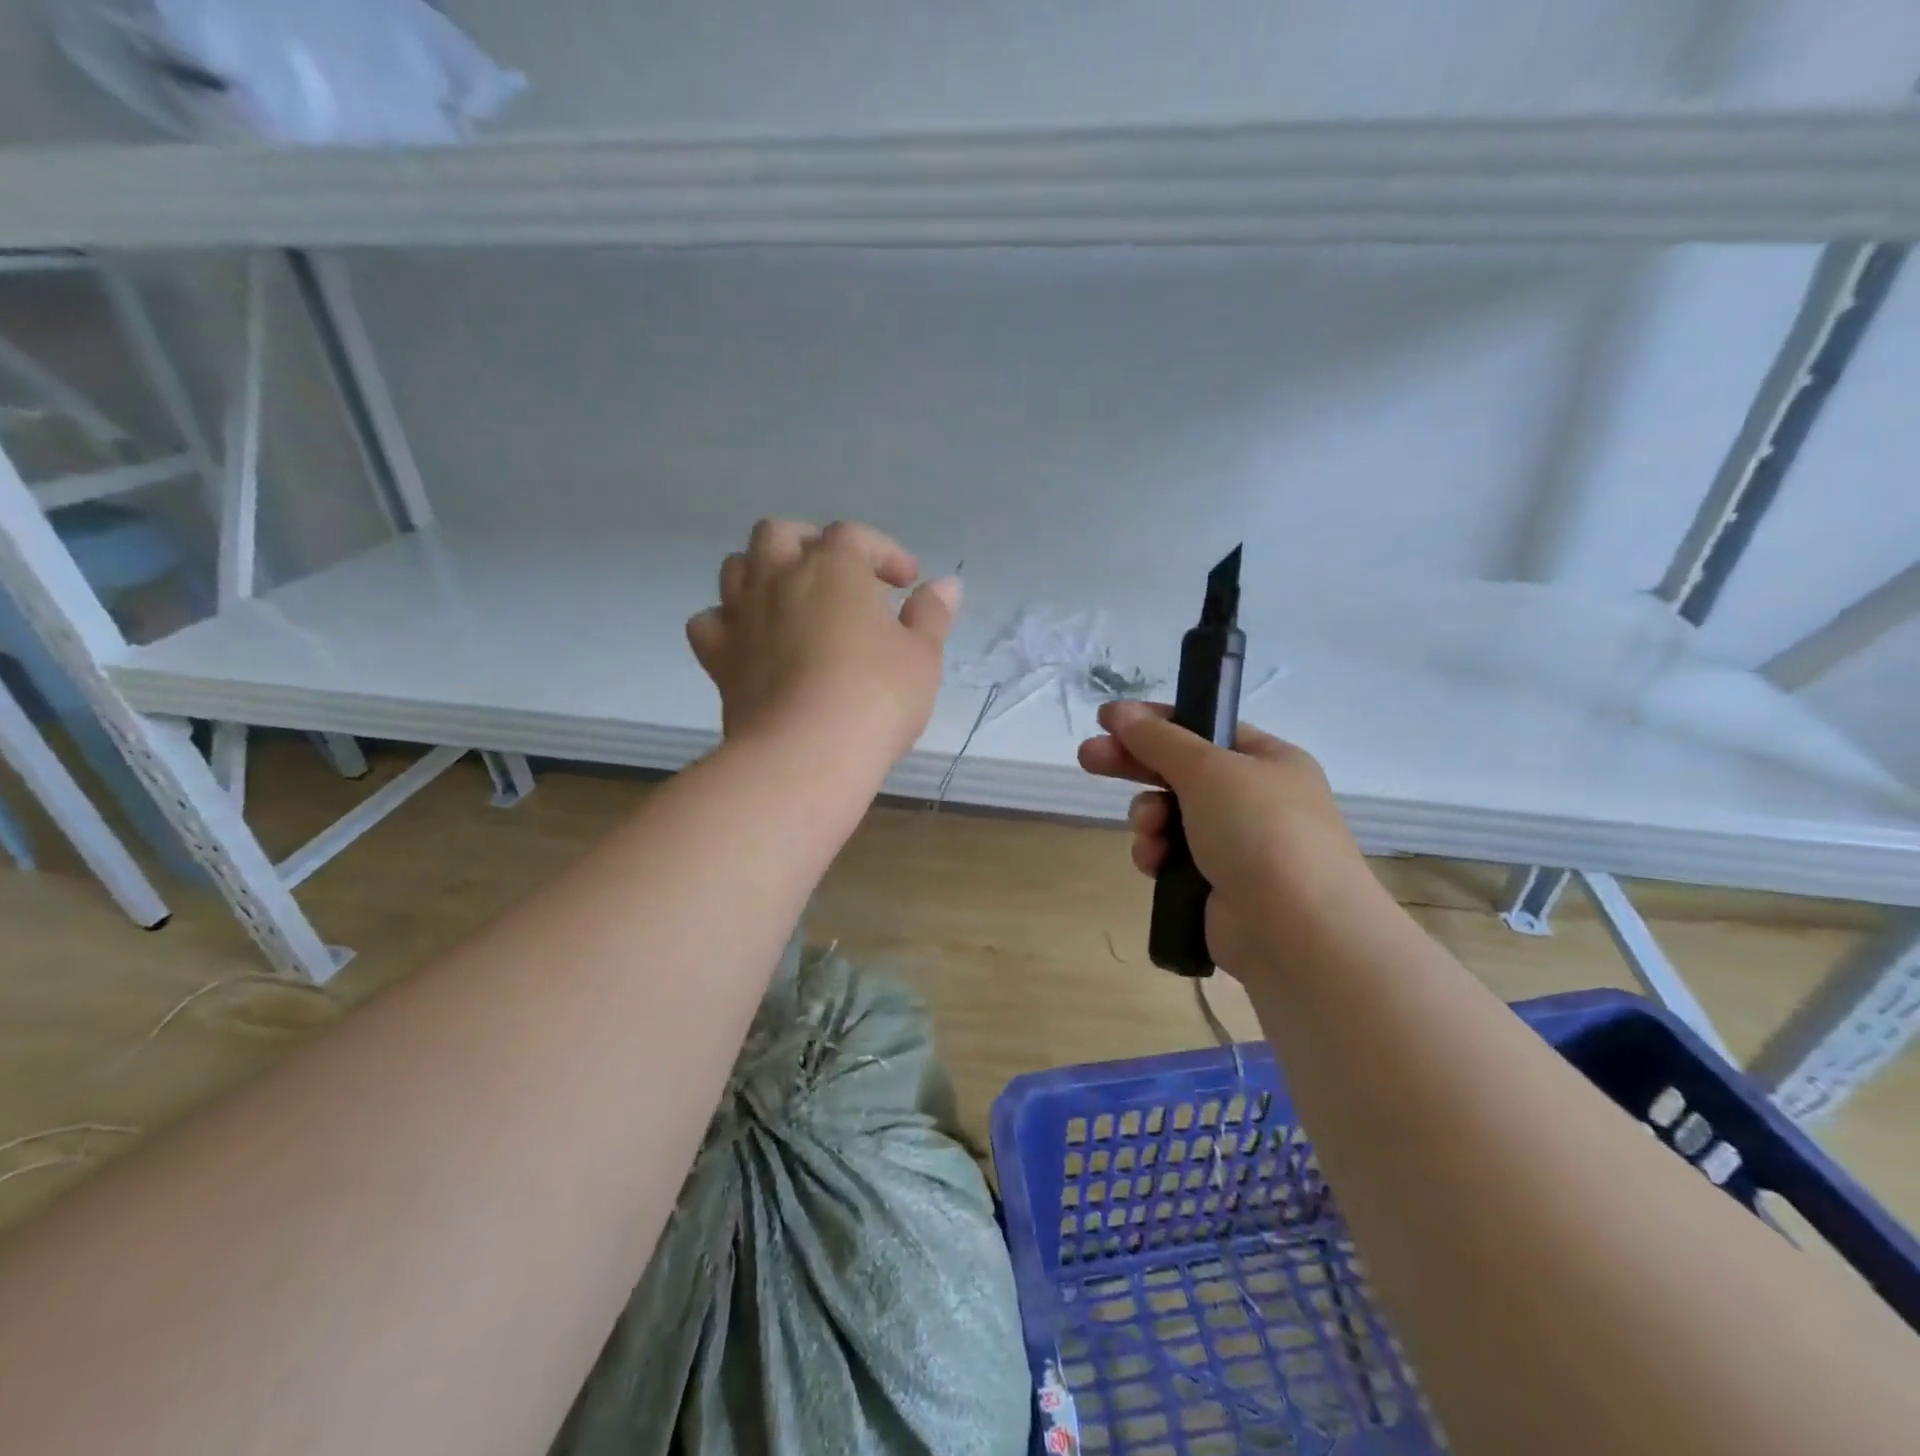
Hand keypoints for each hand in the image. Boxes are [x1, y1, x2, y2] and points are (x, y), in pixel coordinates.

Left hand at [686, 519, 960, 764]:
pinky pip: (709, 622)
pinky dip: (728, 622)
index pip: (855, 536)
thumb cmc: (876, 696)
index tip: (907, 584)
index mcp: (833, 567)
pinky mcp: (718, 657)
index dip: (884, 552)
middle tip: (837, 578)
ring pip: (736, 567)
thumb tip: (946, 585)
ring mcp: (741, 615)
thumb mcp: (922, 656)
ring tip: (791, 601)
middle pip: (780, 534)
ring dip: (763, 573)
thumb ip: (931, 615)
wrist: (806, 752)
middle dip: (809, 545)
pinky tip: (749, 640)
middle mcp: (778, 577)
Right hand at [1078, 700, 1378, 978]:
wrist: (1296, 931)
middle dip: (1134, 765)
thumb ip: (1158, 738)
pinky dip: (1157, 854)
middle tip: (1087, 758)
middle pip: (1180, 770)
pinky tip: (1154, 863)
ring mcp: (1238, 844)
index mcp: (1268, 761)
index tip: (1108, 719)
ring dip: (1149, 817)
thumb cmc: (1260, 831)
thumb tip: (1118, 710)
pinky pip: (1172, 856)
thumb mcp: (1208, 770)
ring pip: (1170, 816)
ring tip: (1148, 830)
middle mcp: (1256, 798)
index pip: (1204, 727)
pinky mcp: (1217, 884)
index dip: (1155, 721)